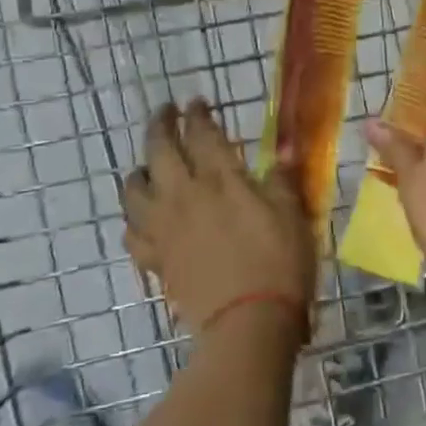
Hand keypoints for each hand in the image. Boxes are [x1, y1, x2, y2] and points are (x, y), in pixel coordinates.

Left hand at [122, 100, 316, 333]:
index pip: (201, 133)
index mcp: (220, 178)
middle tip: (166, 113)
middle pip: (158, 149)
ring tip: (148, 167)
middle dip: (160, 124)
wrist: (249, 322)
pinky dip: (135, 219)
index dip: (197, 114)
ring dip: (139, 170)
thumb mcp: (292, 213)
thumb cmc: (279, 263)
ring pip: (133, 189)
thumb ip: (283, 177)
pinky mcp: (155, 259)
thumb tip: (286, 148)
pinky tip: (145, 219)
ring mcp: (163, 228)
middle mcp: (183, 194)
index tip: (197, 103)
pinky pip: (132, 232)